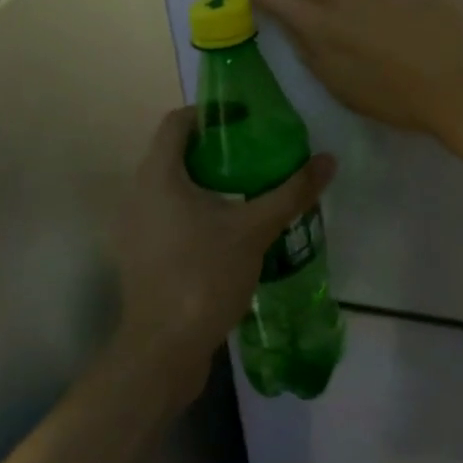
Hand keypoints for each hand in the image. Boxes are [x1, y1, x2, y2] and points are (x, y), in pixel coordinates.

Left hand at [110, 109, 335, 404]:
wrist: (163, 350)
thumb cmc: (204, 275)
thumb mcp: (254, 229)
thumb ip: (291, 192)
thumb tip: (328, 160)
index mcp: (158, 176)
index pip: (177, 122)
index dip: (210, 113)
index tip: (245, 119)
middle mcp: (137, 193)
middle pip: (175, 153)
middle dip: (215, 149)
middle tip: (256, 153)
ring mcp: (135, 227)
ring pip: (171, 186)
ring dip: (206, 181)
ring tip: (248, 188)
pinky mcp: (141, 254)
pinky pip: (168, 215)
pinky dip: (195, 209)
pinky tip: (228, 229)